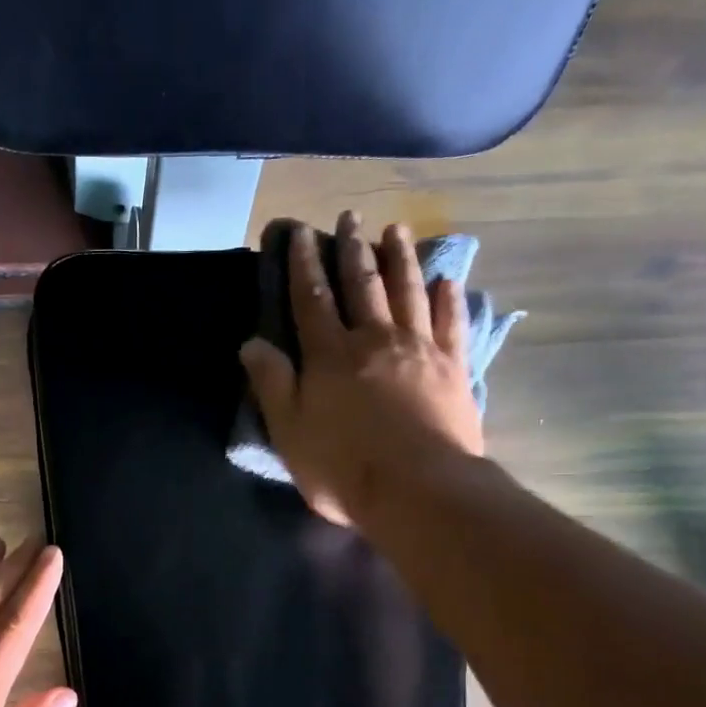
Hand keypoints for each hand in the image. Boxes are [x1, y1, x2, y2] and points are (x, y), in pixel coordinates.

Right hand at [240, 211, 484, 527]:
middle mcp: (375, 339)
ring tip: (396, 230)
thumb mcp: (290, 432)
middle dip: (352, 248)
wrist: (418, 490)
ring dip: (400, 258)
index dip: (303, 265)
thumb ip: (272, 384)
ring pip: (409, 291)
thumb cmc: (343, 467)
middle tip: (350, 216)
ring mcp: (420, 350)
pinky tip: (448, 279)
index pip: (311, 300)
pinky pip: (452, 322)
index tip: (300, 233)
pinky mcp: (454, 368)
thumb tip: (251, 343)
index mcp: (330, 355)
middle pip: (362, 284)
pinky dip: (449, 298)